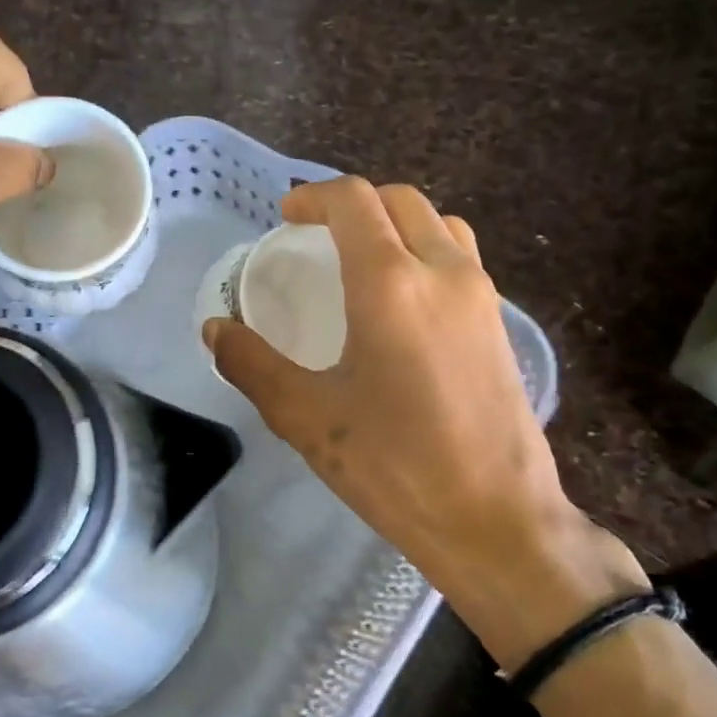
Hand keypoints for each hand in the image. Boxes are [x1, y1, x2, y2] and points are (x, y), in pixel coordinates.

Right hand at [204, 178, 648, 668]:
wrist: (494, 518)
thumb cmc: (395, 466)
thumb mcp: (307, 417)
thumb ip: (253, 364)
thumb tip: (216, 329)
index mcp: (392, 283)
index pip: (354, 202)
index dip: (314, 197)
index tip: (286, 218)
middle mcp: (443, 272)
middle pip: (400, 201)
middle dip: (354, 204)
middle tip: (317, 236)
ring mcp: (481, 296)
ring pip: (439, 225)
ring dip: (396, 223)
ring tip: (363, 259)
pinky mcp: (500, 324)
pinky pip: (461, 259)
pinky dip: (426, 251)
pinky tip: (404, 302)